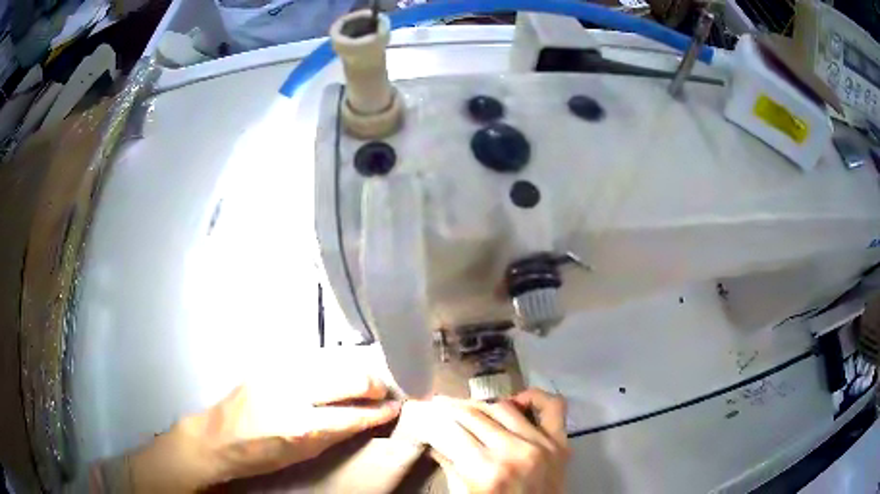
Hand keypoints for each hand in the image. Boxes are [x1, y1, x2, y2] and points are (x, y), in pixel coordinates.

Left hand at [125, 374, 399, 491]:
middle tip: (384, 393)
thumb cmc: (261, 455)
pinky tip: (336, 375)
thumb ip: (336, 433)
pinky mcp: (270, 362)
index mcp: (299, 425)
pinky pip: (312, 360)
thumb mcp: (302, 454)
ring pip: (333, 362)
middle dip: (373, 384)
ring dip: (354, 372)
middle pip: (348, 378)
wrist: (217, 437)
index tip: (397, 408)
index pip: (352, 414)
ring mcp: (278, 371)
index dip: (379, 411)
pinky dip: (331, 367)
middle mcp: (291, 391)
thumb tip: (366, 417)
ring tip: (365, 383)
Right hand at [398, 389, 568, 493]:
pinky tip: (516, 402)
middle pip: (472, 415)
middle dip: (449, 409)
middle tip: (436, 405)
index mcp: (485, 472)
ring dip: (480, 405)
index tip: (420, 414)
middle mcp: (513, 452)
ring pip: (502, 407)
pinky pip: (552, 406)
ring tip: (467, 408)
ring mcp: (540, 443)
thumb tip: (432, 438)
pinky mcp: (560, 442)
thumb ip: (450, 465)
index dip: (429, 420)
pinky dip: (533, 397)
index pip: (448, 431)